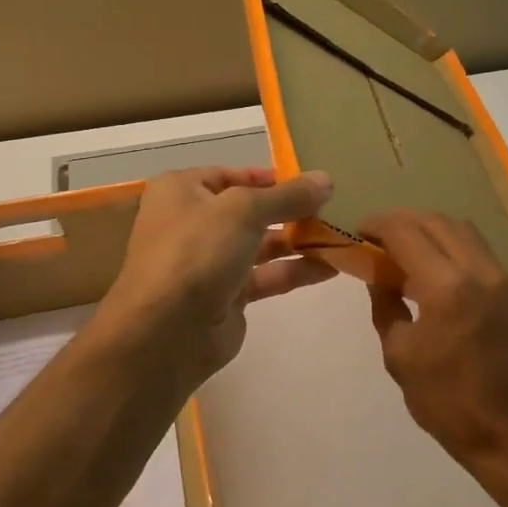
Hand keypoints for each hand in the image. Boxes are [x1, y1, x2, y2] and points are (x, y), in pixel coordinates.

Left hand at [95, 166, 336, 391]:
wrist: (167, 331)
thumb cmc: (197, 251)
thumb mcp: (244, 210)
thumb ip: (288, 195)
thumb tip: (326, 179)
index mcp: (181, 191)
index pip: (230, 175)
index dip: (268, 177)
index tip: (309, 181)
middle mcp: (192, 222)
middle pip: (249, 210)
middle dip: (290, 209)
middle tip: (333, 206)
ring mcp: (209, 262)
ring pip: (260, 244)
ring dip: (298, 240)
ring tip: (340, 234)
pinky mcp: (227, 296)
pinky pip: (267, 276)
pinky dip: (296, 271)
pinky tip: (332, 267)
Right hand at [361, 209, 507, 473]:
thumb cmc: (447, 402)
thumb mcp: (400, 356)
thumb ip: (387, 306)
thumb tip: (379, 276)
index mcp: (446, 288)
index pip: (407, 234)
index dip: (379, 225)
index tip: (358, 231)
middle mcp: (479, 272)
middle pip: (437, 222)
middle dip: (403, 220)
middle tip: (377, 235)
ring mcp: (502, 279)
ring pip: (462, 230)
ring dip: (429, 228)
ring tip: (403, 246)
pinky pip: (478, 249)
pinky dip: (451, 244)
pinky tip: (433, 265)